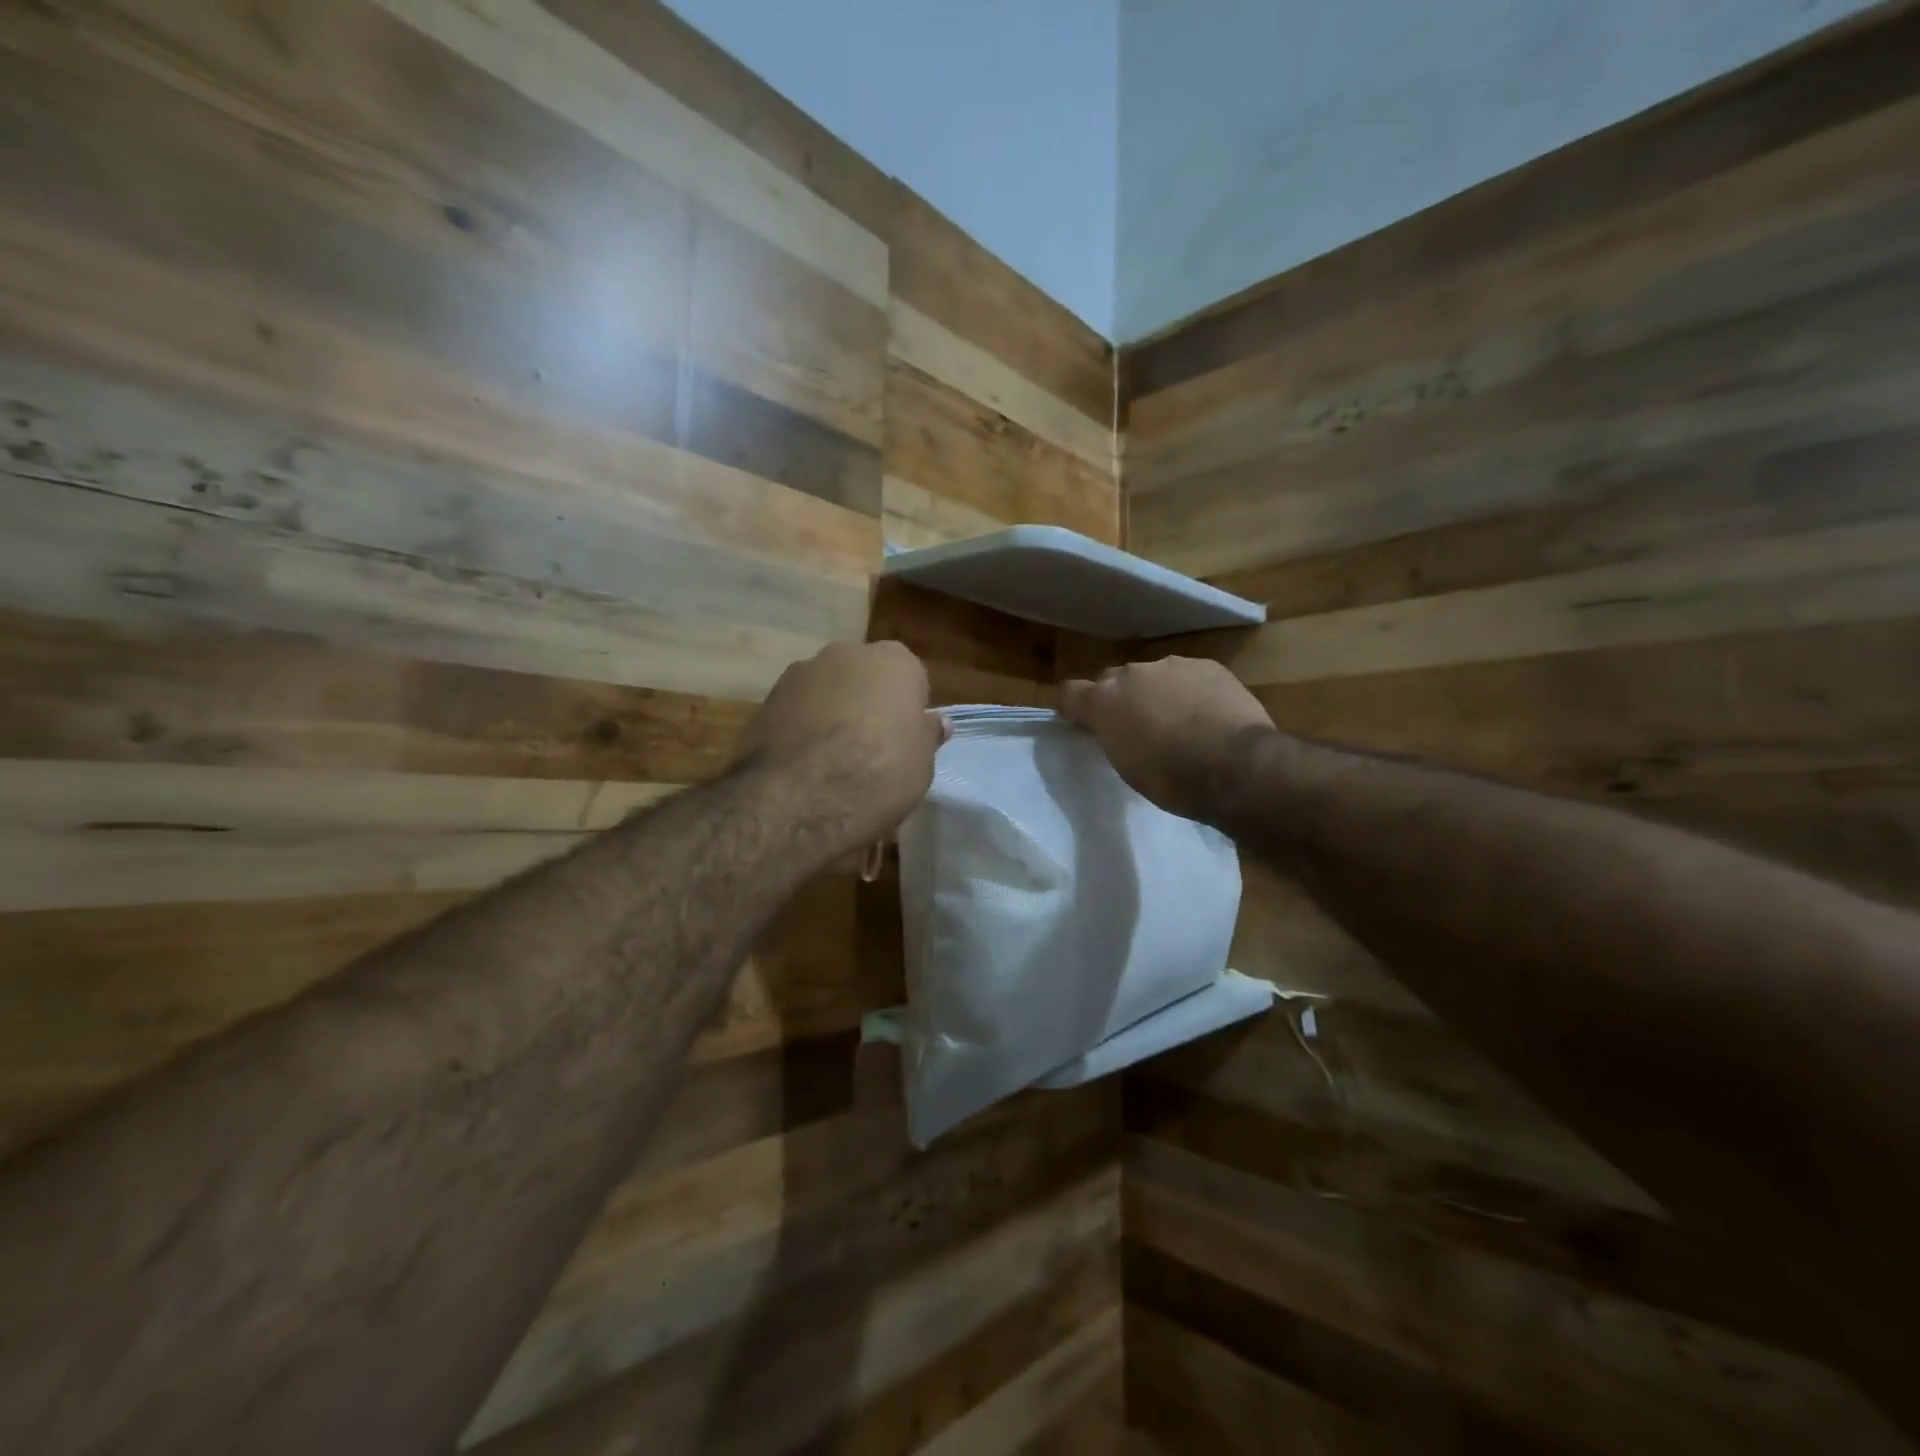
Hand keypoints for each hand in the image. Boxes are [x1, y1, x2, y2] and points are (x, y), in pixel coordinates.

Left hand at [737, 641, 945, 852]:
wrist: (797, 799)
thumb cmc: (878, 774)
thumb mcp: (921, 764)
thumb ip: (926, 735)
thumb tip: (933, 722)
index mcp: (894, 660)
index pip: (911, 680)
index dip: (909, 713)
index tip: (905, 743)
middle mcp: (846, 653)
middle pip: (865, 680)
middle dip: (868, 706)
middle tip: (871, 752)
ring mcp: (800, 673)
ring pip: (828, 694)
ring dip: (832, 717)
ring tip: (832, 764)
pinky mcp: (766, 700)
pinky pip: (797, 713)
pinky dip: (802, 731)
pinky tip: (803, 768)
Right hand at [1060, 657, 1276, 823]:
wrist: (1237, 767)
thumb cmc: (1173, 780)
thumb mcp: (1127, 767)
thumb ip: (1114, 737)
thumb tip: (1116, 729)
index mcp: (1105, 701)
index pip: (1071, 693)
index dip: (1075, 707)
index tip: (1082, 722)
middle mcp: (1132, 674)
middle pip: (1115, 680)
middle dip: (1121, 699)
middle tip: (1136, 727)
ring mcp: (1172, 666)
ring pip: (1155, 676)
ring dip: (1158, 693)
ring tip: (1179, 722)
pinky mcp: (1208, 666)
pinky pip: (1189, 676)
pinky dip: (1191, 691)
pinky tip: (1207, 714)